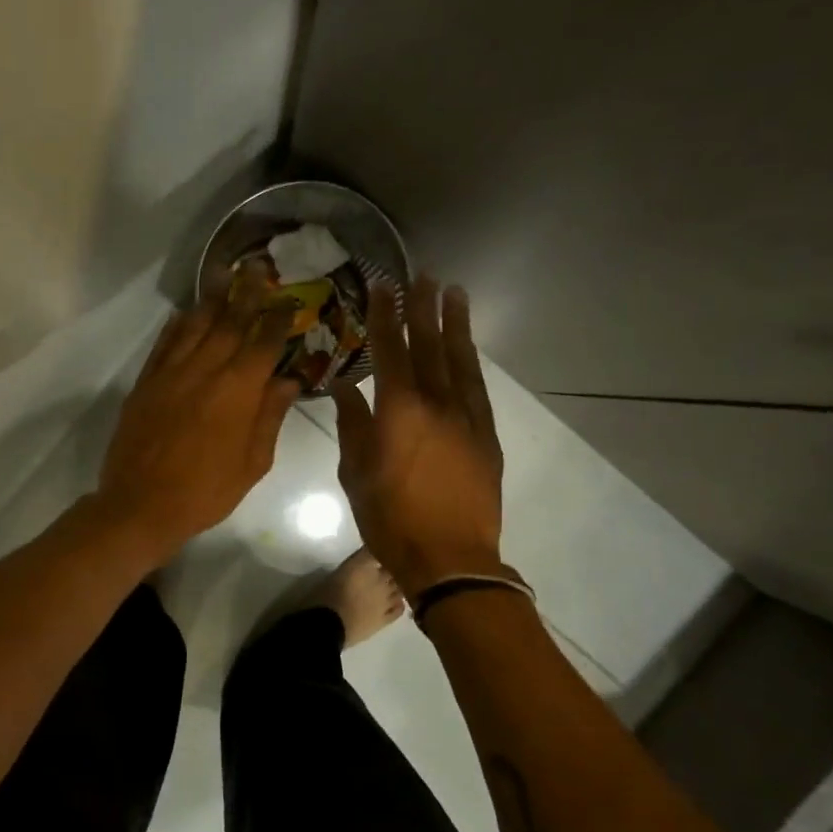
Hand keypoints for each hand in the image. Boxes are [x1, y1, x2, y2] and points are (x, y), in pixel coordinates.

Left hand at [95, 284, 298, 564]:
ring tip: (224, 275)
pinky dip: (178, 324)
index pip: (263, 342)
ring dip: (212, 298)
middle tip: (258, 268)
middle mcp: (206, 369)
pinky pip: (164, 342)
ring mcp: (171, 372)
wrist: (141, 504)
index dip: (278, 318)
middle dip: (247, 294)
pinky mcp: (146, 381)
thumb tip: (289, 380)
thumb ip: (271, 416)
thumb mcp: (253, 462)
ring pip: (195, 324)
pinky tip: (186, 312)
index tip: (289, 300)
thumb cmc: (206, 490)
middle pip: (230, 321)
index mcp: (239, 390)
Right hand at [332, 277, 503, 595]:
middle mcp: (436, 402)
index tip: (382, 285)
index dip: (384, 315)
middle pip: (429, 344)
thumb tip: (346, 388)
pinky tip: (468, 347)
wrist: (451, 557)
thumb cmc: (391, 518)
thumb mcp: (356, 474)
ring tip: (454, 292)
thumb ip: (352, 426)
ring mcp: (467, 417)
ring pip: (460, 359)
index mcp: (398, 410)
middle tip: (424, 274)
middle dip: (423, 307)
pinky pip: (478, 387)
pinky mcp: (486, 435)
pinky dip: (470, 361)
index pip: (389, 349)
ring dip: (455, 324)